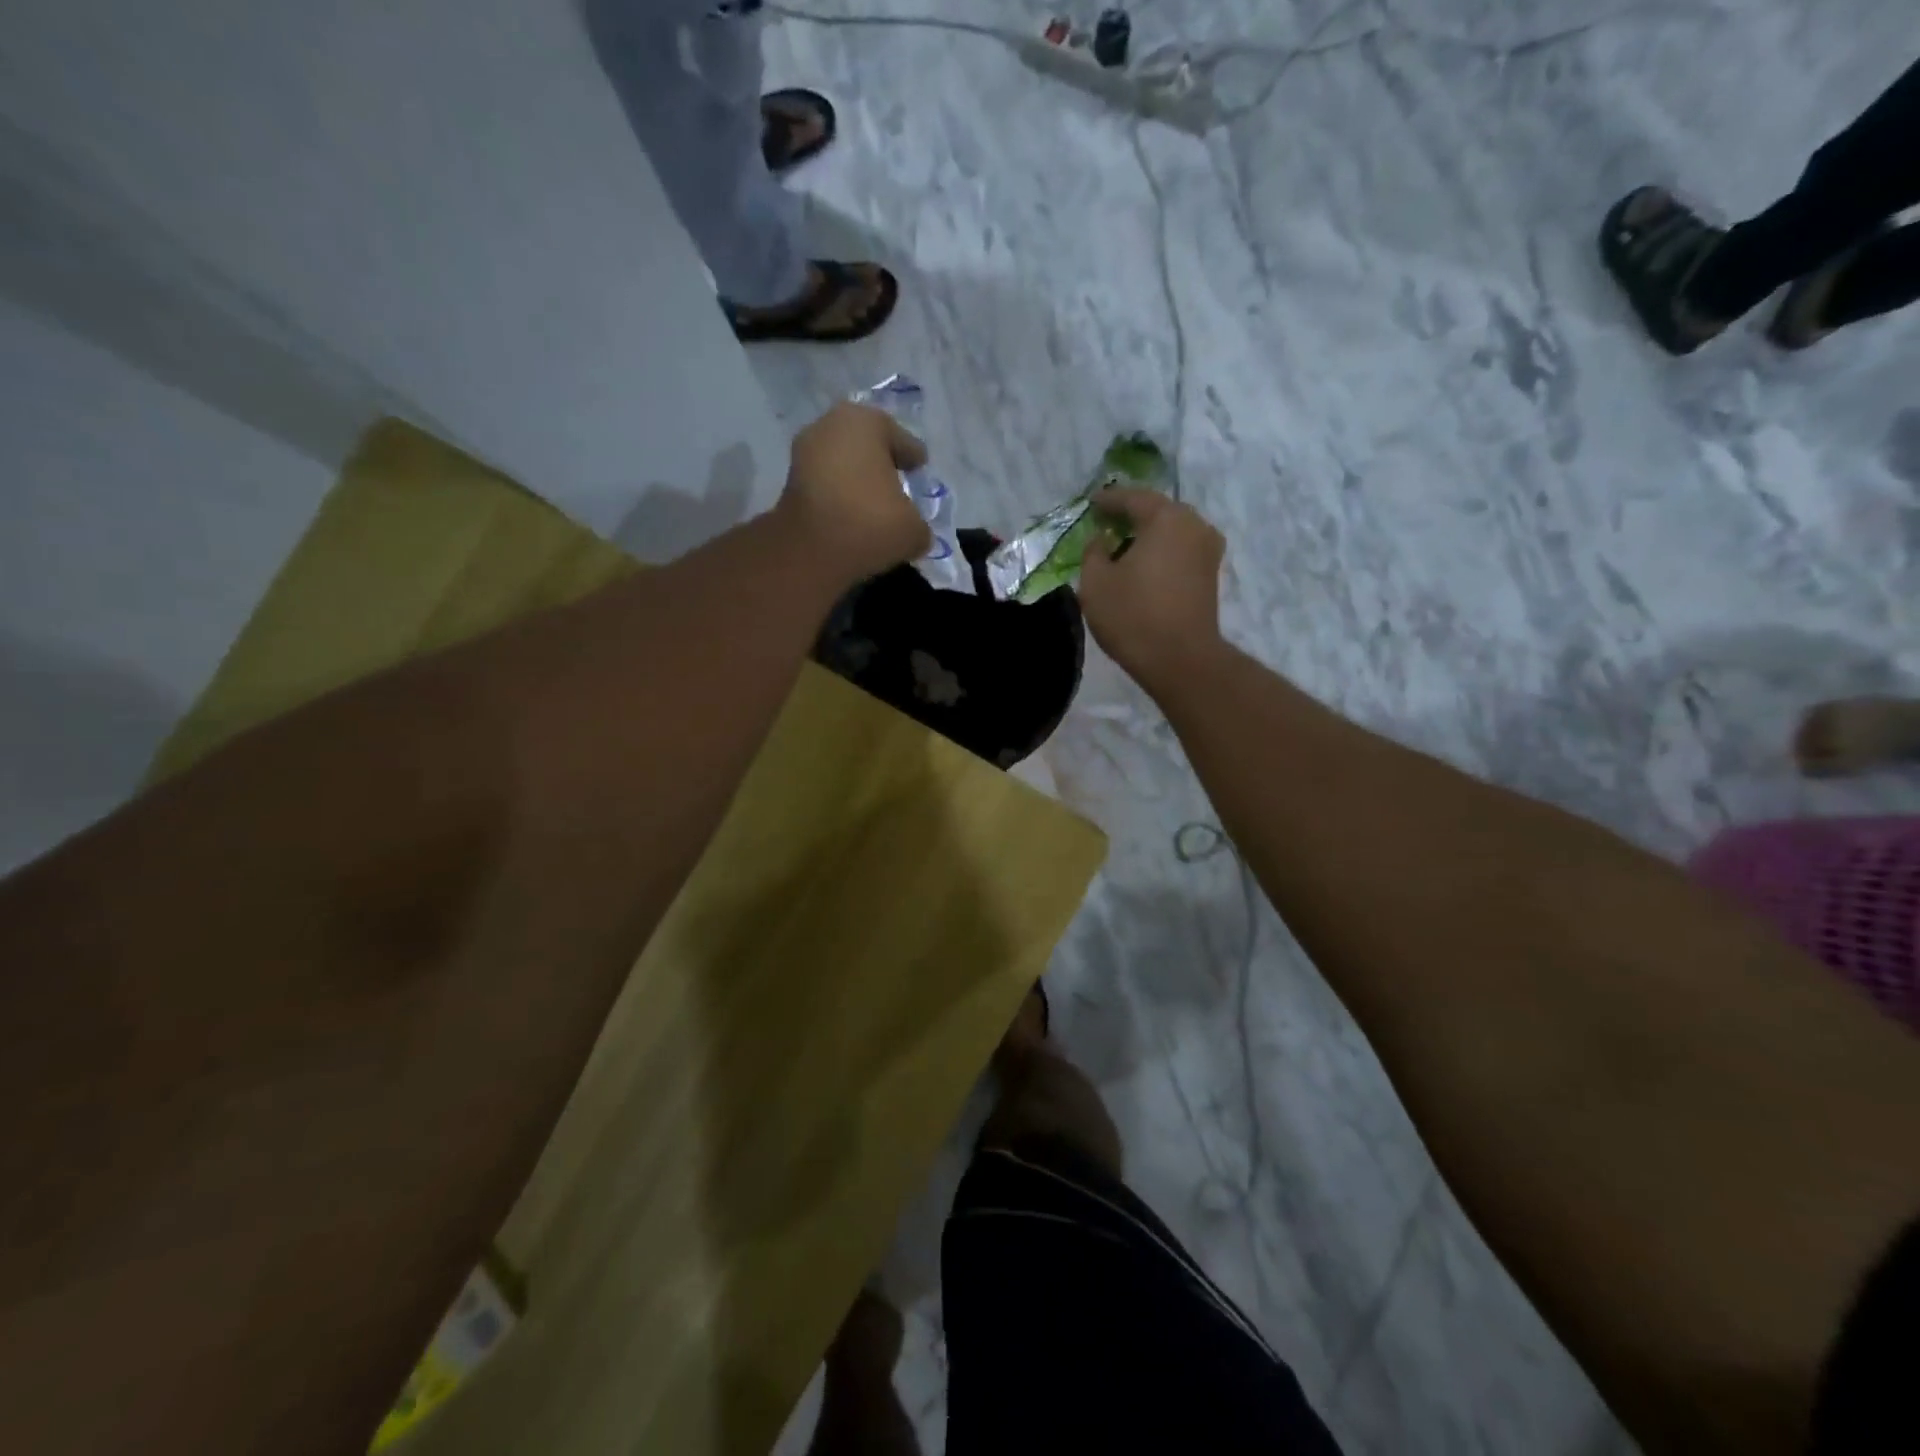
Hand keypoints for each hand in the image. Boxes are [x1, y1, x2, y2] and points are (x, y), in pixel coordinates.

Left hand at [777, 402, 932, 583]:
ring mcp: (805, 451)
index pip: (901, 439)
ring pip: (844, 463)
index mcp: (867, 421)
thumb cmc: (869, 522)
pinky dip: (839, 496)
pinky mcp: (790, 480)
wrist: (809, 550)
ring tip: (875, 505)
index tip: (920, 469)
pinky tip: (852, 516)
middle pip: (867, 445)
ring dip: (858, 480)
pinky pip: (826, 484)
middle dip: (882, 464)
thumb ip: (919, 525)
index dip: (914, 457)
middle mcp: (832, 425)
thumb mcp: (913, 529)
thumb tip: (915, 532)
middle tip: (898, 485)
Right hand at [1077, 487, 1225, 687]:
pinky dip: (1161, 551)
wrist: (1180, 660)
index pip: (1132, 498)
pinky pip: (1181, 550)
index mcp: (1166, 518)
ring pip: (1172, 531)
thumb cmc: (1133, 616)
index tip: (1091, 503)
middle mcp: (1194, 525)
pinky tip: (1143, 564)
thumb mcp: (1095, 582)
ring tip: (1123, 545)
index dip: (1108, 500)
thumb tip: (1103, 540)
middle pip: (1157, 511)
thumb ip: (1094, 552)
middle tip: (1107, 522)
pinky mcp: (1211, 574)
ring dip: (1148, 535)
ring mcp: (1208, 550)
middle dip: (1131, 514)